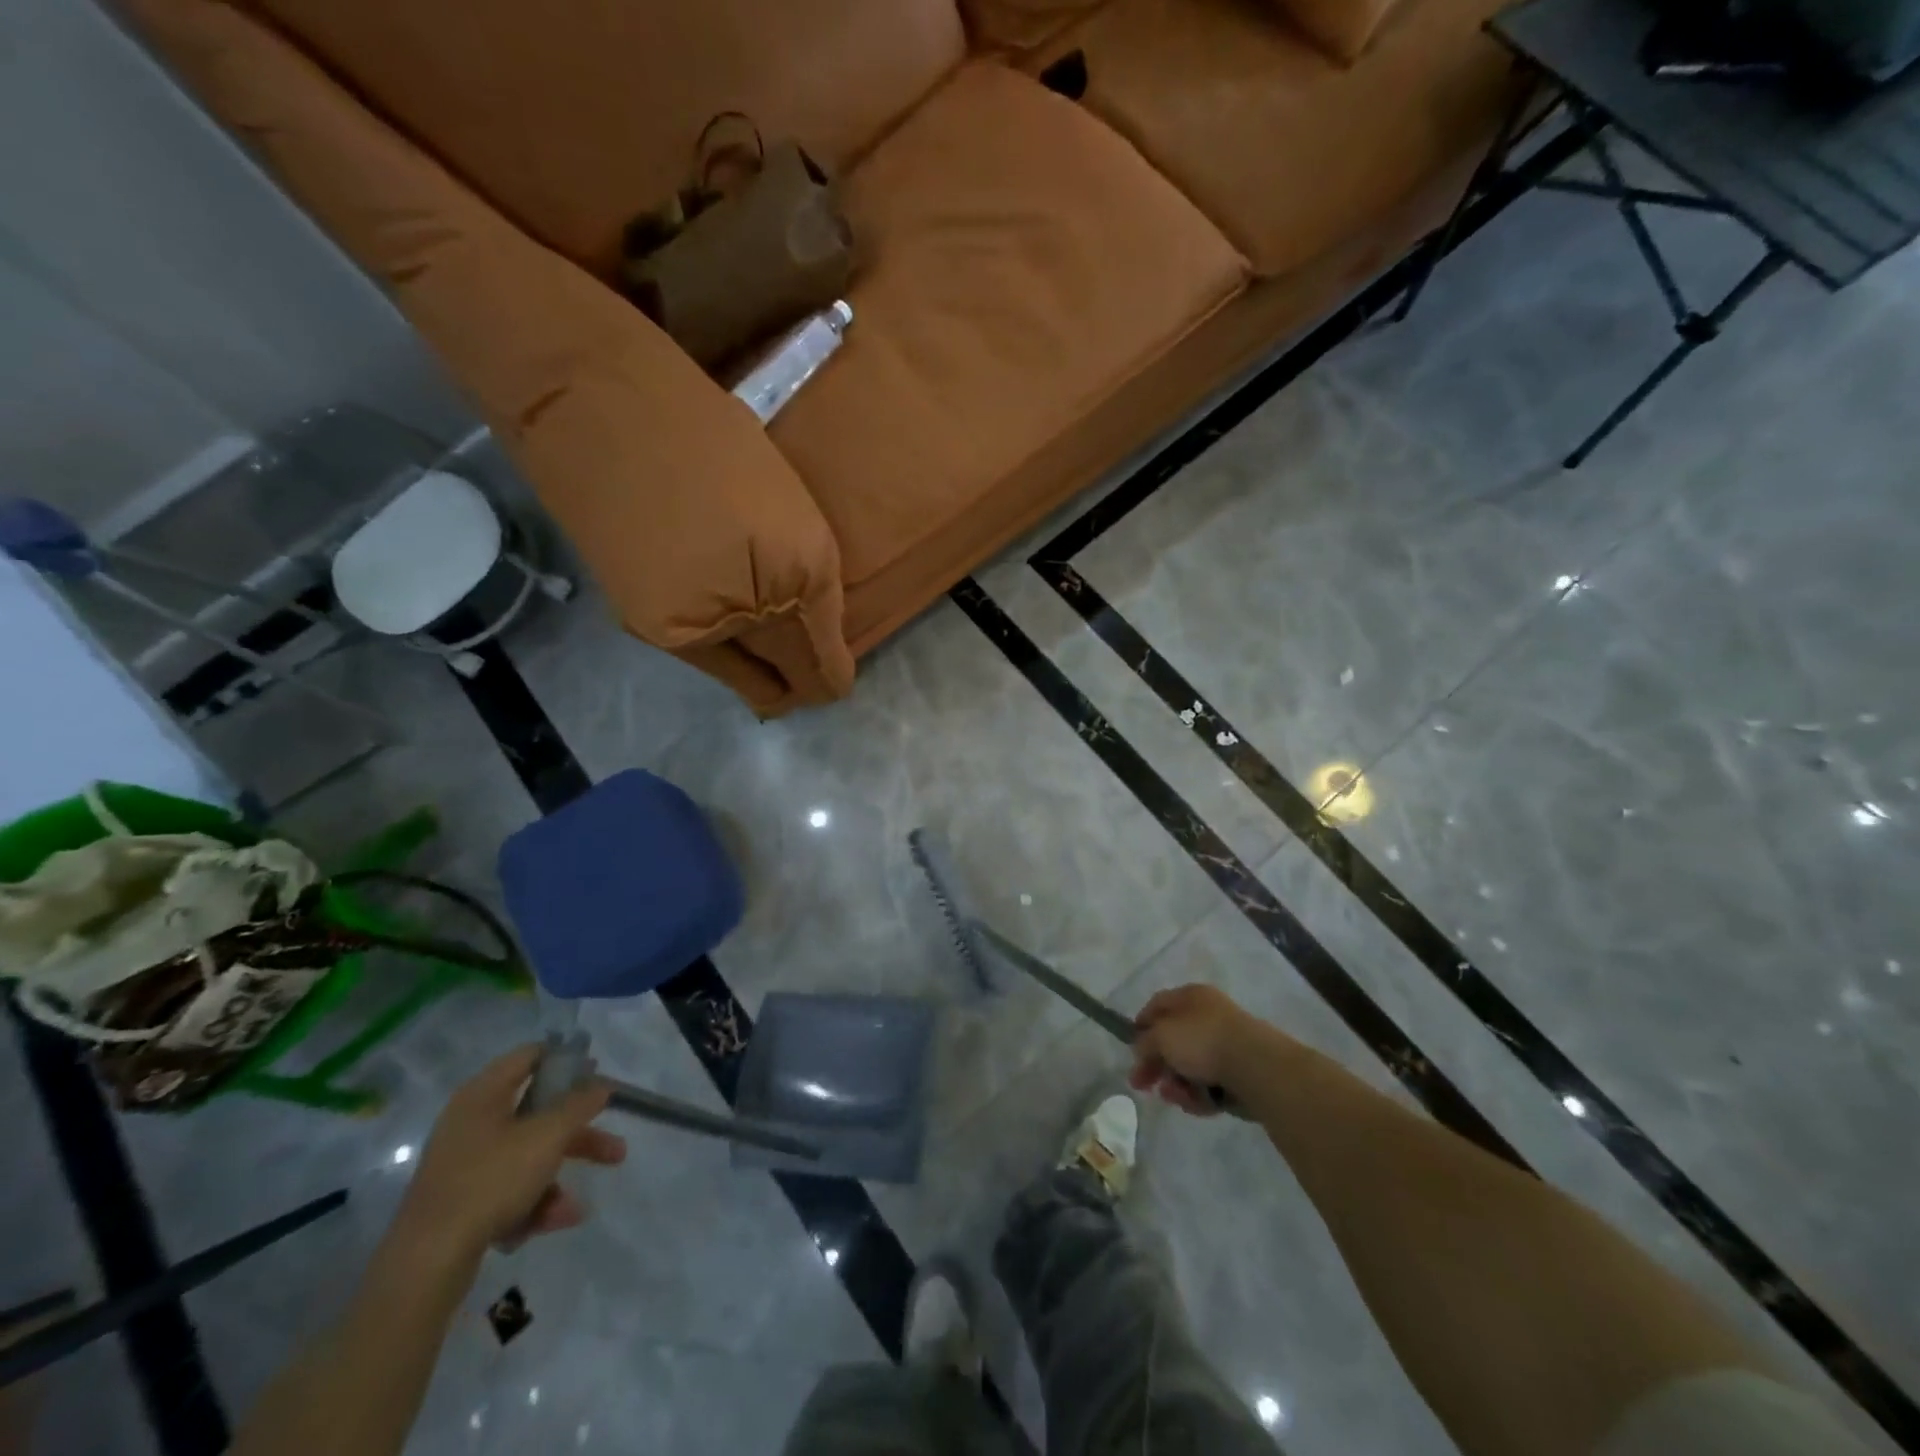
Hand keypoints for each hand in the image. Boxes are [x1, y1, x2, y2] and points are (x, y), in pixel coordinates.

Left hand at [394, 1045, 626, 1261]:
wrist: (427, 1263)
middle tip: (614, 1146)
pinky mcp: (462, 1202)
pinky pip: (509, 1190)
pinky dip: (534, 1203)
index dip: (566, 1060)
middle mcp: (472, 1123)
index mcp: (484, 1095)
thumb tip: (601, 1085)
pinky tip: (553, 1223)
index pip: (530, 1056)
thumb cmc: (491, 1180)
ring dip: (558, 1176)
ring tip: (578, 1208)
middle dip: (578, 1134)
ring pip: (527, 1157)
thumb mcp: (547, 1135)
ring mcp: (465, 1165)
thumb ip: (579, 1105)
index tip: (596, 1072)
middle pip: (538, 1115)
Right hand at [1130, 984, 1263, 1115]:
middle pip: (1173, 1040)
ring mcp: (1226, 1045)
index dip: (1141, 1025)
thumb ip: (1145, 1043)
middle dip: (1155, 1064)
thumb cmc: (1202, 1040)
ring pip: (1190, 1066)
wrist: (1255, 1067)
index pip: (1158, 1005)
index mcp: (1191, 996)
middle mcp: (1208, 1015)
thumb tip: (1141, 1050)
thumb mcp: (1161, 1036)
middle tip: (1141, 1085)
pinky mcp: (1239, 1073)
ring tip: (1175, 1096)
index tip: (1130, 1048)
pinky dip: (1199, 1094)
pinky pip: (1210, 1083)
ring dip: (1176, 1083)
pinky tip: (1197, 1103)